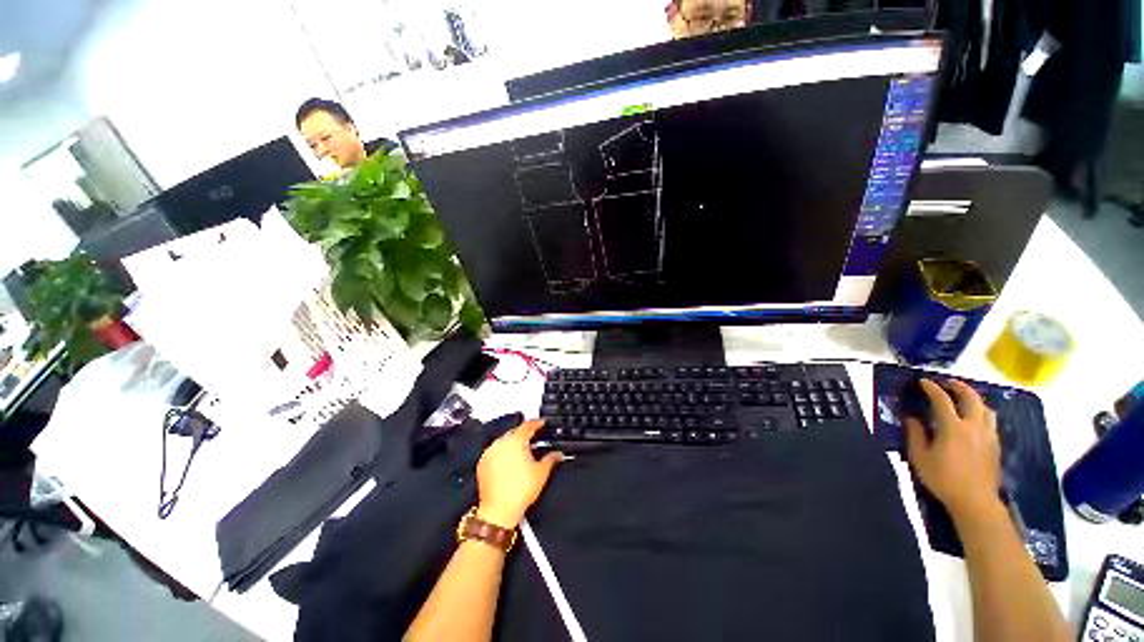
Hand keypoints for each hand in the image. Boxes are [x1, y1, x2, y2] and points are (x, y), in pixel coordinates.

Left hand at [475, 419, 563, 528]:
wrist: (498, 511)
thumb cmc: (520, 490)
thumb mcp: (541, 473)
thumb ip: (551, 459)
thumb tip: (559, 454)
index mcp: (516, 441)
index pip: (528, 425)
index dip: (537, 423)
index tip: (542, 423)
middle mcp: (501, 443)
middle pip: (515, 432)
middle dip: (525, 434)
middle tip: (534, 439)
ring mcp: (490, 452)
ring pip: (504, 441)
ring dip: (513, 443)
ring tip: (523, 451)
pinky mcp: (482, 462)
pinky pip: (495, 451)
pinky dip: (503, 452)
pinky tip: (510, 461)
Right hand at [905, 379, 1001, 521]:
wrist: (975, 501)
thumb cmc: (943, 479)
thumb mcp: (920, 458)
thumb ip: (915, 435)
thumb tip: (911, 419)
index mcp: (953, 428)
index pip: (942, 400)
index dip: (932, 388)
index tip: (923, 382)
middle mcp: (973, 426)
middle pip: (971, 398)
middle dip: (959, 387)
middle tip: (947, 383)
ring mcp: (988, 435)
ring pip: (985, 408)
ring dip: (974, 399)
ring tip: (963, 399)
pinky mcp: (995, 445)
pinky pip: (990, 421)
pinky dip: (981, 413)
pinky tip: (974, 420)